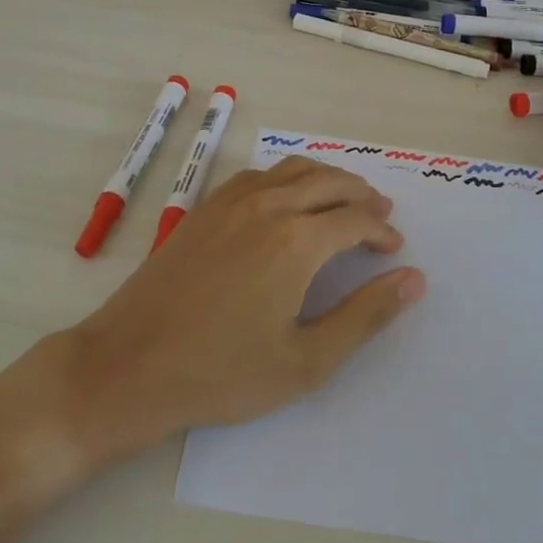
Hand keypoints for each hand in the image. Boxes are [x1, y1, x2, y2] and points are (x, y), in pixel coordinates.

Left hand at [54, 157, 425, 463]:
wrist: (129, 365)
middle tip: (381, 214)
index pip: (355, 219)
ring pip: (294, 169)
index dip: (381, 230)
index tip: (394, 248)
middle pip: (329, 181)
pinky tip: (289, 200)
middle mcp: (268, 205)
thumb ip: (365, 316)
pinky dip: (289, 177)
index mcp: (297, 240)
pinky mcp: (205, 208)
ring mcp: (231, 201)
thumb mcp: (305, 361)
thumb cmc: (222, 372)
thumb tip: (414, 279)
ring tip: (345, 200)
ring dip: (328, 179)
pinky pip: (260, 175)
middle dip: (362, 195)